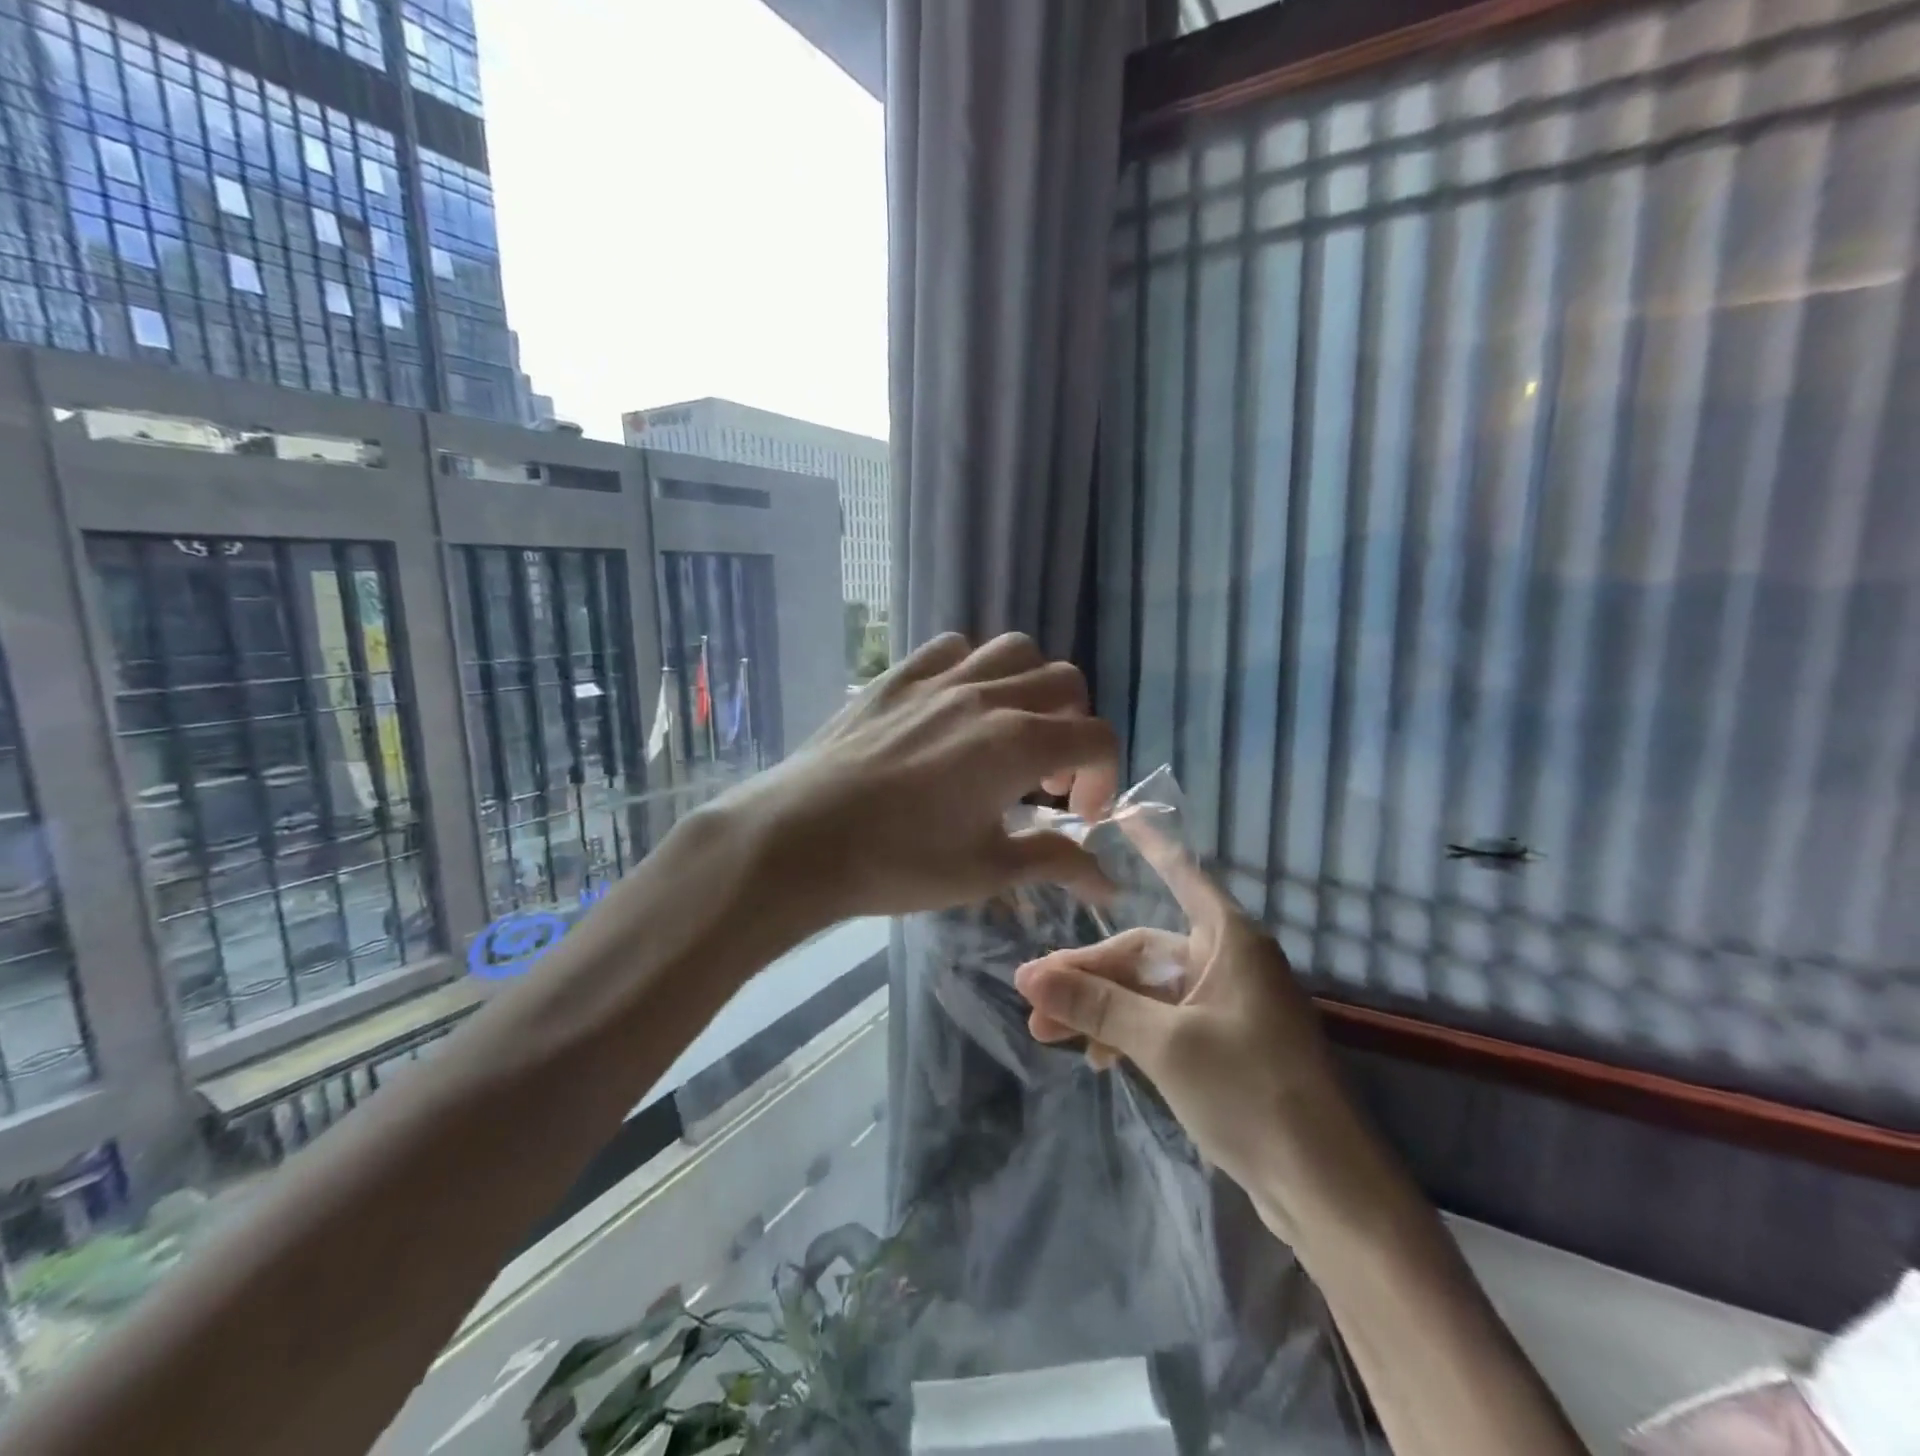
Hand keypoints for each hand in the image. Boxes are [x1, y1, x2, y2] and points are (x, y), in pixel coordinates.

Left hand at [738, 632, 1118, 920]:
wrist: (801, 839)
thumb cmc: (897, 862)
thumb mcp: (984, 871)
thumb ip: (1053, 863)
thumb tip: (1109, 886)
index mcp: (1018, 744)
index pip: (1096, 737)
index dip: (1104, 777)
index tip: (1078, 815)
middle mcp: (988, 697)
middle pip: (1066, 684)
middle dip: (1075, 728)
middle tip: (1047, 778)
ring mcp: (939, 679)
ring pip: (1014, 651)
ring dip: (1031, 687)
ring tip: (1010, 731)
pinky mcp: (897, 677)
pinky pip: (952, 649)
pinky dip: (973, 669)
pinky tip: (955, 708)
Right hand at [1012, 820, 1343, 1209]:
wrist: (1326, 1191)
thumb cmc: (1251, 1093)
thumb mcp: (1163, 1044)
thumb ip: (1096, 1004)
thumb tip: (1027, 976)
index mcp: (1229, 940)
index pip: (1181, 873)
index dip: (1148, 844)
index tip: (1118, 813)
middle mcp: (1229, 962)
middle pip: (1145, 951)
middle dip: (1088, 973)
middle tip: (1034, 998)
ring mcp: (1228, 1006)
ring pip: (1149, 991)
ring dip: (1101, 1009)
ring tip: (1048, 1034)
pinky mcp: (1225, 1046)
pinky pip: (1163, 1022)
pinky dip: (1129, 1034)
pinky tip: (1096, 1058)